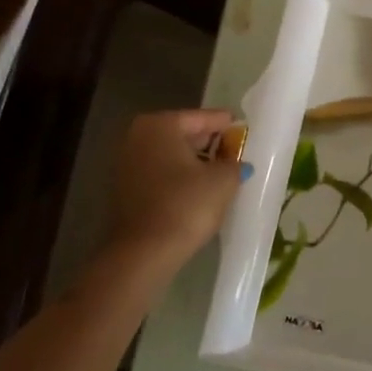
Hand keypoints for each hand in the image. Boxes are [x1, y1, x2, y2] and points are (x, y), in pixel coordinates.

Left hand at [103, 109, 246, 275]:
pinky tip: (201, 189)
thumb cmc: (186, 205)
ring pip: (172, 155)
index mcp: (160, 125)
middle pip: (184, 134)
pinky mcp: (126, 189)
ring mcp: (127, 163)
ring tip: (223, 173)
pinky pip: (161, 173)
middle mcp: (138, 137)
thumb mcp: (224, 180)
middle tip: (236, 152)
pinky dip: (180, 177)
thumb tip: (238, 163)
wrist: (145, 252)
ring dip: (196, 162)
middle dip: (210, 143)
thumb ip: (235, 163)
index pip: (203, 118)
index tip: (245, 130)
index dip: (227, 125)